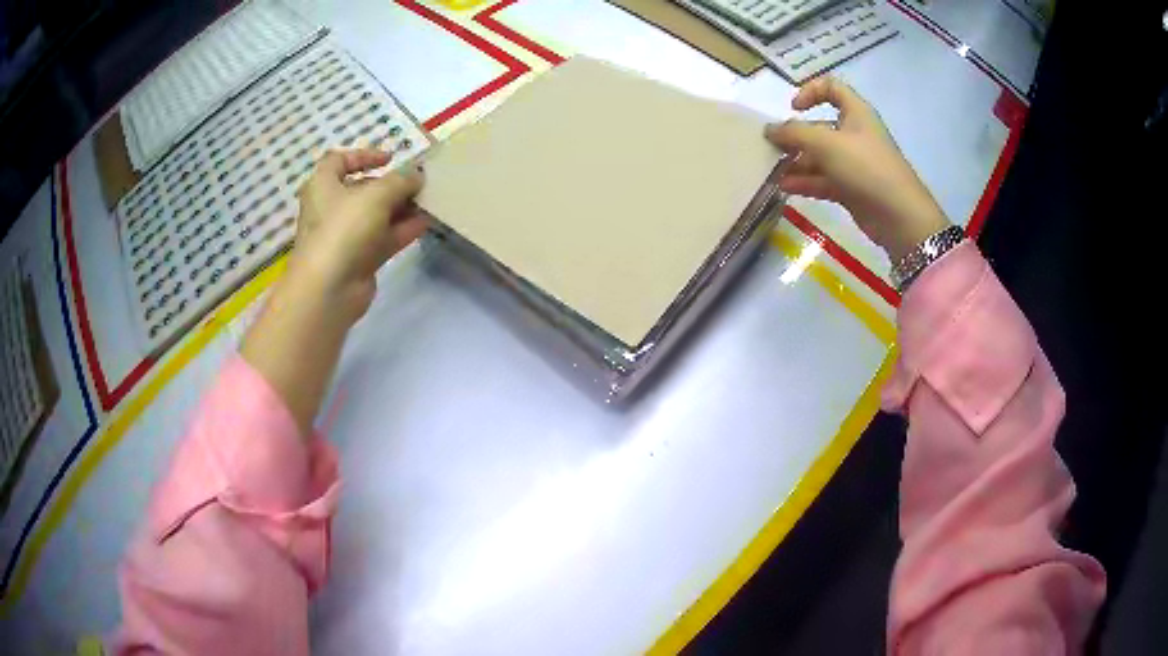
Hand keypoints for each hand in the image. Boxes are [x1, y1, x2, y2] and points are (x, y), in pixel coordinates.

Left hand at [287, 148, 426, 320]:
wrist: (329, 289)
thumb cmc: (344, 229)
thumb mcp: (376, 195)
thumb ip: (401, 180)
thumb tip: (417, 175)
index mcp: (323, 185)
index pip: (339, 161)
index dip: (364, 155)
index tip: (391, 158)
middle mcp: (331, 208)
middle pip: (363, 189)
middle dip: (391, 184)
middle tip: (419, 182)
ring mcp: (344, 236)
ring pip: (376, 215)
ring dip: (401, 207)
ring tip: (429, 200)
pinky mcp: (358, 259)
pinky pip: (383, 238)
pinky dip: (402, 229)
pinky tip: (426, 222)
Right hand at [765, 77, 949, 261]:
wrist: (899, 216)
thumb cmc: (865, 167)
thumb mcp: (826, 143)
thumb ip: (794, 133)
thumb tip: (769, 130)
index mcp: (855, 113)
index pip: (832, 88)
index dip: (811, 92)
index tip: (793, 108)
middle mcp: (854, 134)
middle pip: (819, 127)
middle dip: (795, 135)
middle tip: (771, 146)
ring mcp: (853, 163)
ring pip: (819, 156)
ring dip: (796, 161)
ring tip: (772, 170)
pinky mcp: (851, 189)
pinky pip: (823, 180)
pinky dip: (805, 182)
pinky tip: (785, 187)